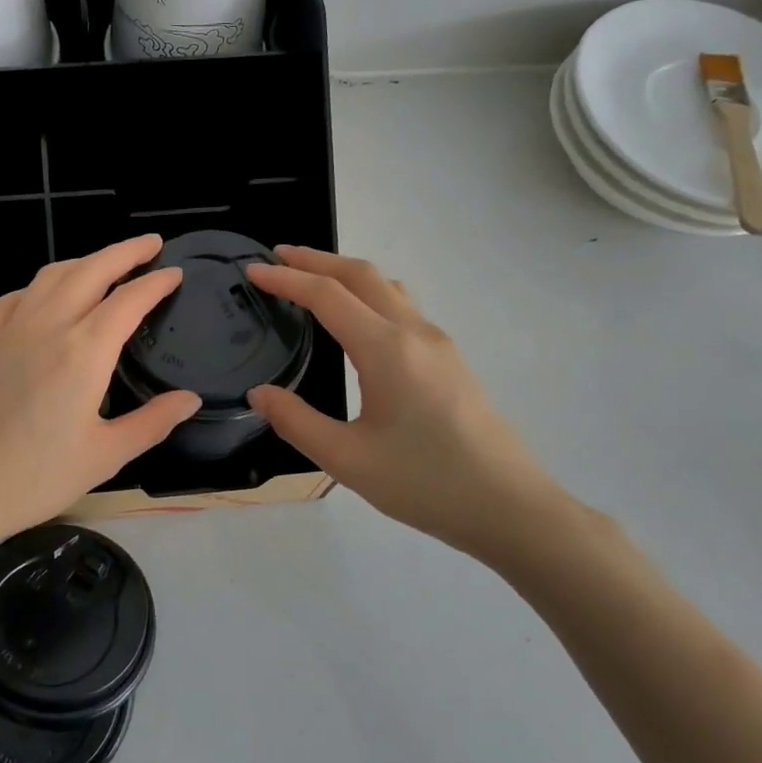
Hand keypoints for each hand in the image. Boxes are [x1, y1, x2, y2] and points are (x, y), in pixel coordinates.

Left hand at [0, 234, 200, 553]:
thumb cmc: (34, 478)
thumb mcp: (105, 456)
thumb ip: (153, 422)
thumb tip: (191, 398)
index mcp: (83, 352)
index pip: (128, 300)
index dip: (156, 282)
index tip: (176, 273)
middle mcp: (47, 326)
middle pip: (91, 270)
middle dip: (125, 251)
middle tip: (152, 244)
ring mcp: (9, 329)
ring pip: (52, 275)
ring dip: (85, 261)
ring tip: (107, 264)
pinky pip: (17, 296)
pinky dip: (43, 285)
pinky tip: (48, 298)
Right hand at [244, 246, 573, 562]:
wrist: (508, 506)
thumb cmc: (424, 482)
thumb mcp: (346, 459)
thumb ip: (295, 421)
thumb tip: (259, 393)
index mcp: (386, 349)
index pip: (327, 295)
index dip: (287, 278)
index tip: (253, 270)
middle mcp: (415, 333)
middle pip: (362, 275)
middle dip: (317, 259)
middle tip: (278, 256)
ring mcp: (439, 344)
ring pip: (388, 287)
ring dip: (347, 274)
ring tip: (314, 279)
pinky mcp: (450, 360)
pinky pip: (403, 307)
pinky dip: (369, 295)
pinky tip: (357, 321)